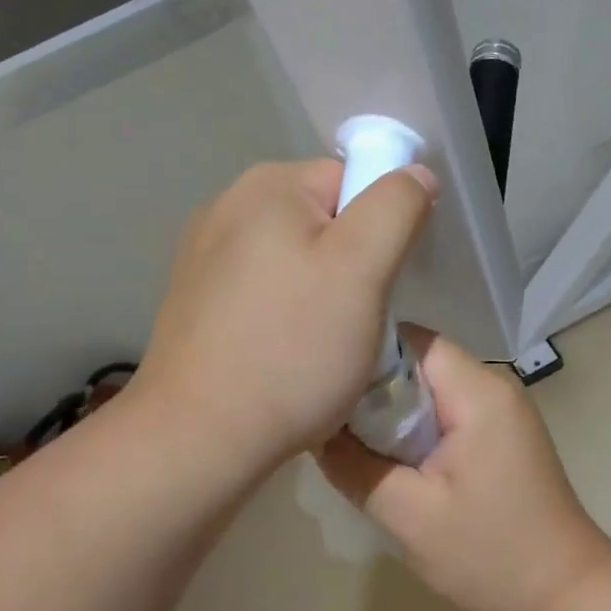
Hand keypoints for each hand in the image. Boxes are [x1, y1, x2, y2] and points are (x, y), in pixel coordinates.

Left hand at [137, 159, 435, 471]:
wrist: (199, 436)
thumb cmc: (292, 348)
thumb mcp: (363, 269)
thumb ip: (396, 206)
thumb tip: (414, 173)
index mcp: (269, 186)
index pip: (354, 181)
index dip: (383, 230)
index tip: (382, 285)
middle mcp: (229, 205)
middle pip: (325, 220)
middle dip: (351, 266)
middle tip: (355, 321)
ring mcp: (205, 254)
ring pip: (296, 260)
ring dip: (321, 294)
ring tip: (320, 346)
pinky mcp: (196, 299)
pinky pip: (264, 290)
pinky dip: (284, 315)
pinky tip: (282, 355)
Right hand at [317, 330, 610, 610]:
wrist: (564, 591)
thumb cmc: (490, 553)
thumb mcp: (409, 516)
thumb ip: (355, 467)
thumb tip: (315, 430)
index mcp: (478, 392)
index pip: (411, 340)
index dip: (366, 354)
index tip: (326, 384)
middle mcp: (494, 384)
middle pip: (419, 361)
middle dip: (374, 386)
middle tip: (330, 418)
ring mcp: (501, 407)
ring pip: (431, 387)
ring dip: (393, 409)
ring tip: (353, 440)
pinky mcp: (501, 431)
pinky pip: (447, 409)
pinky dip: (416, 425)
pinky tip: (392, 456)